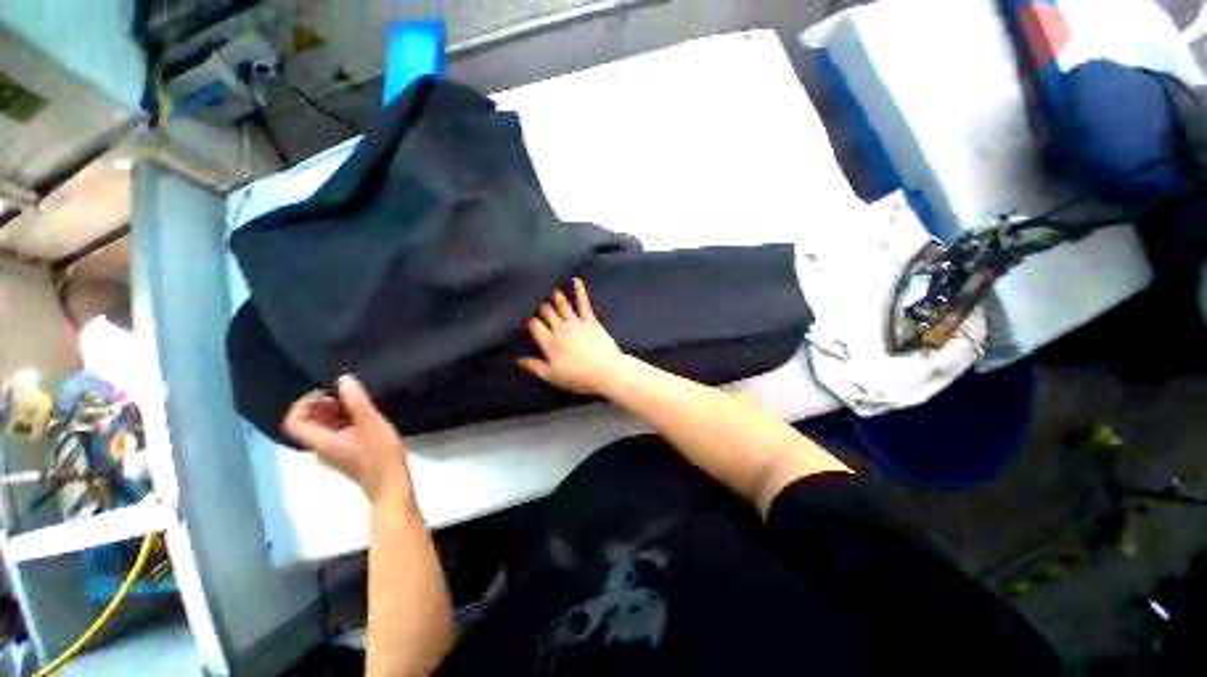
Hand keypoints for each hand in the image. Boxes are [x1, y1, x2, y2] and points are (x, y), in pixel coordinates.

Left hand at [283, 374, 413, 503]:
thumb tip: (344, 379)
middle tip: (348, 393)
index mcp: (321, 441)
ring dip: (337, 411)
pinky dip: (346, 420)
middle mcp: (321, 447)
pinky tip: (367, 415)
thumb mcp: (371, 423)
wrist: (391, 484)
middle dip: (324, 404)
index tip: (328, 391)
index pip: (294, 420)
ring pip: (324, 426)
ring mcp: (334, 451)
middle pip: (309, 421)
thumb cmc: (380, 455)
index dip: (305, 402)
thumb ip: (357, 401)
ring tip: (360, 402)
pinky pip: (338, 432)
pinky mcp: (347, 453)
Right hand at [518, 278, 624, 395]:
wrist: (606, 371)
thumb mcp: (552, 377)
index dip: (529, 320)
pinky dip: (579, 291)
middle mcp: (560, 329)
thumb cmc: (578, 377)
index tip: (525, 315)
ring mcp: (576, 323)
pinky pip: (583, 303)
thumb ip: (535, 367)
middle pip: (547, 313)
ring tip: (549, 286)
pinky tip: (576, 280)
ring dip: (555, 296)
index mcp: (549, 343)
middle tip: (534, 295)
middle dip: (540, 305)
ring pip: (562, 305)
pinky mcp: (590, 321)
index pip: (535, 326)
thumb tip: (518, 359)